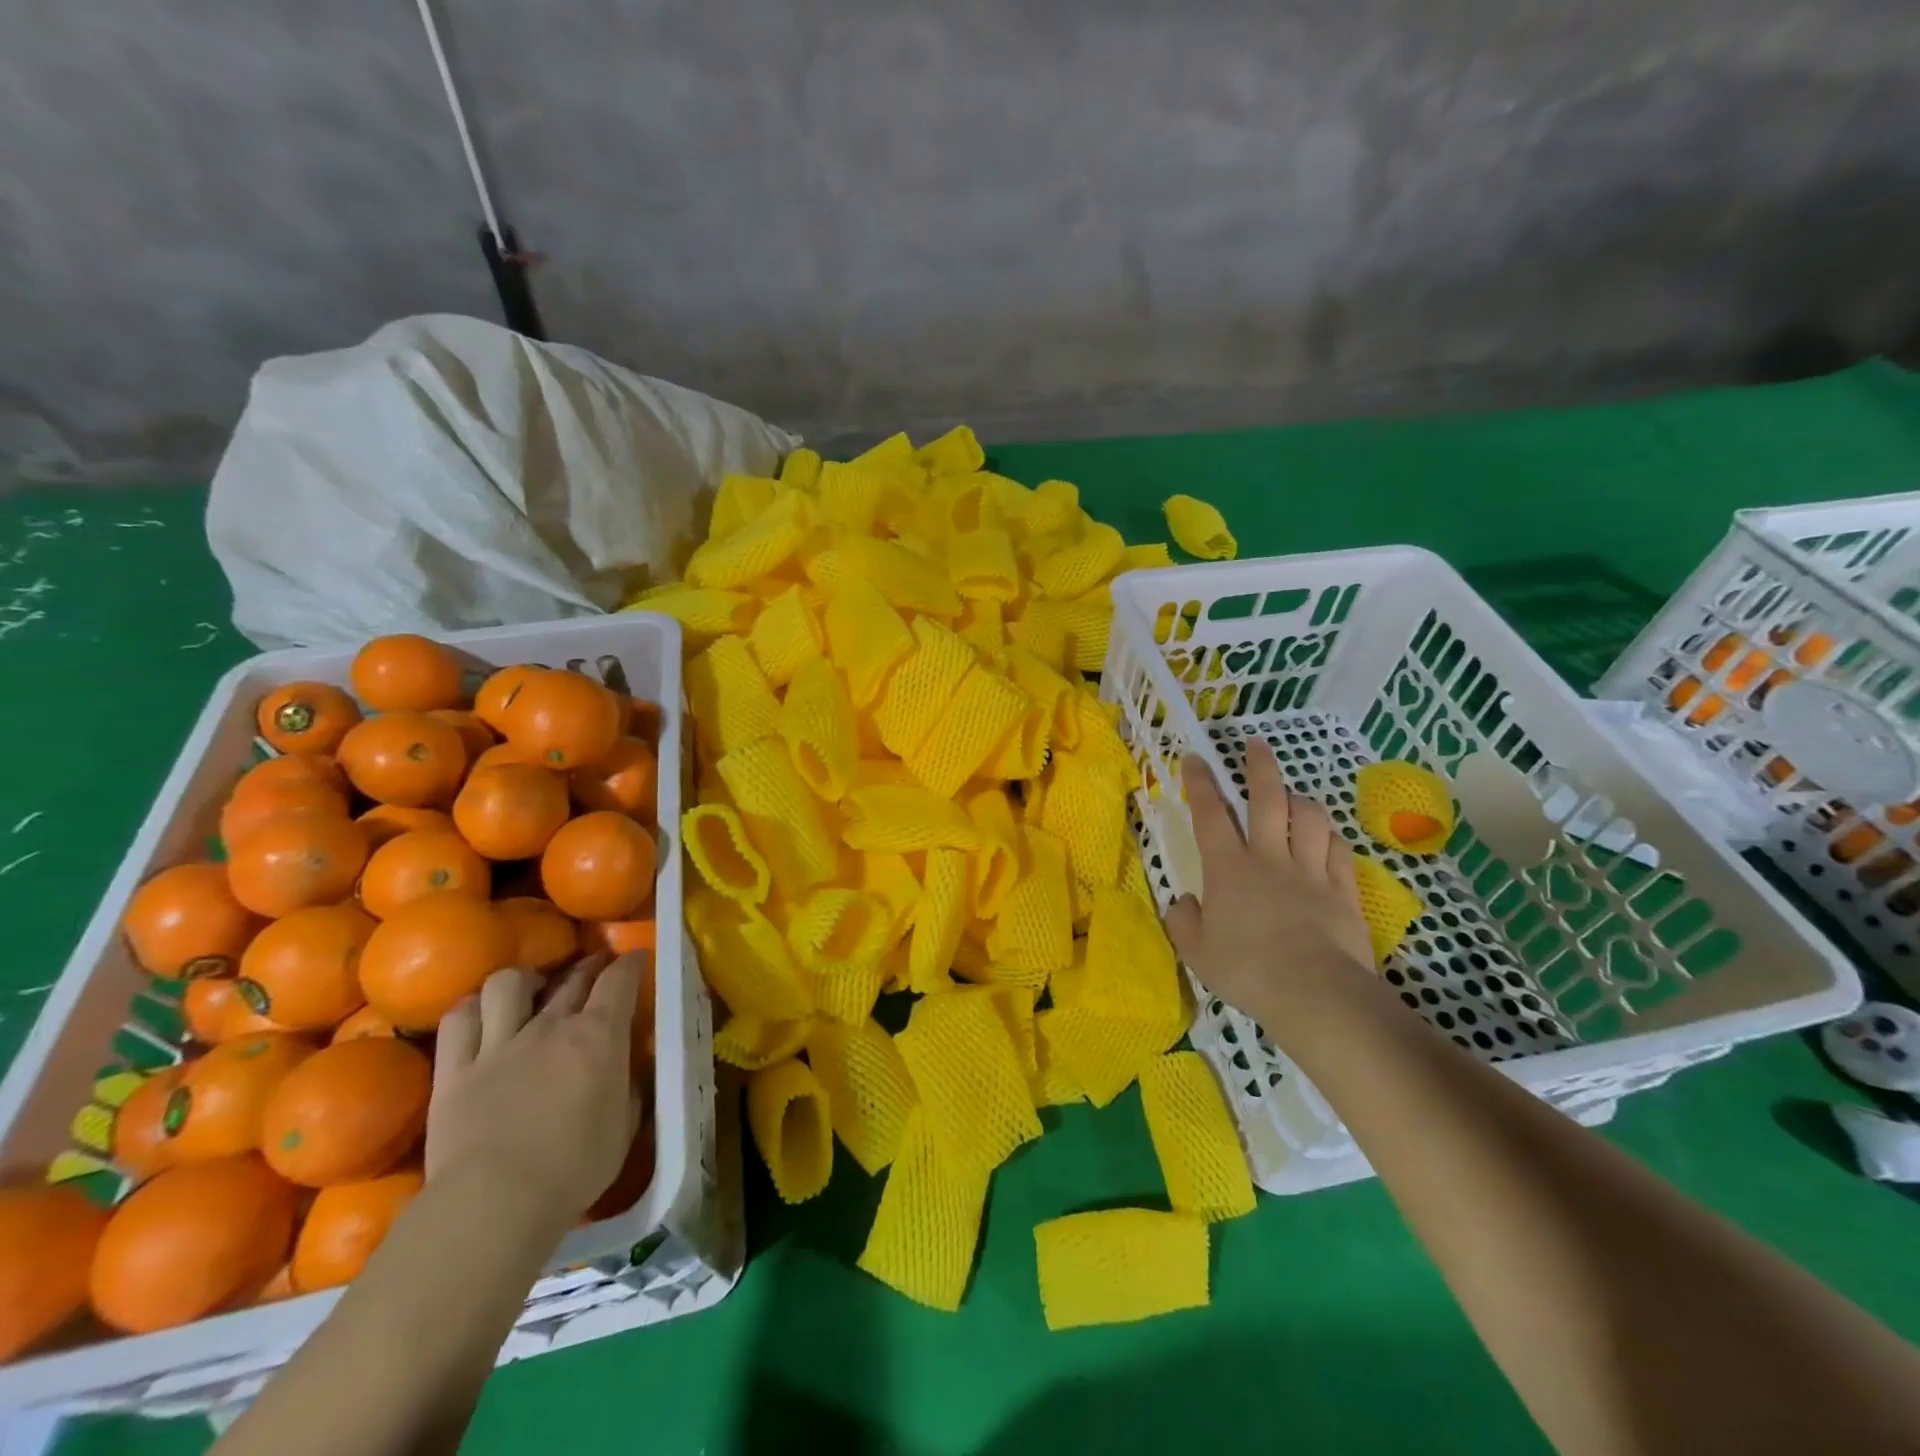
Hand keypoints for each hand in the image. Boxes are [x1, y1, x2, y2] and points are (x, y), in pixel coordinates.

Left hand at [425, 955, 642, 1223]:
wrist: (494, 1203)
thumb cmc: (574, 1169)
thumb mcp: (623, 1126)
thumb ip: (628, 1087)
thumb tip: (628, 1069)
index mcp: (598, 1036)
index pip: (619, 980)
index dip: (630, 963)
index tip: (636, 958)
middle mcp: (550, 1026)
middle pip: (572, 977)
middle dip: (588, 966)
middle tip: (595, 969)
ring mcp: (498, 1044)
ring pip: (507, 983)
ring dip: (522, 982)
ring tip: (528, 992)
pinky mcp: (454, 1070)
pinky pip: (458, 1020)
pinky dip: (472, 1009)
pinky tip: (480, 1016)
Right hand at [1164, 739, 1375, 1025]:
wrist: (1316, 994)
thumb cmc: (1247, 970)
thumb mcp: (1197, 952)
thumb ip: (1184, 922)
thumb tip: (1183, 902)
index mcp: (1229, 869)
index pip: (1210, 814)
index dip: (1201, 783)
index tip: (1196, 758)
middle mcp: (1270, 859)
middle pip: (1268, 800)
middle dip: (1260, 767)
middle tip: (1256, 745)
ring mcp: (1311, 872)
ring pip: (1311, 819)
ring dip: (1301, 801)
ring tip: (1295, 796)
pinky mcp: (1343, 891)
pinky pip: (1340, 852)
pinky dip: (1332, 839)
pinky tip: (1328, 838)